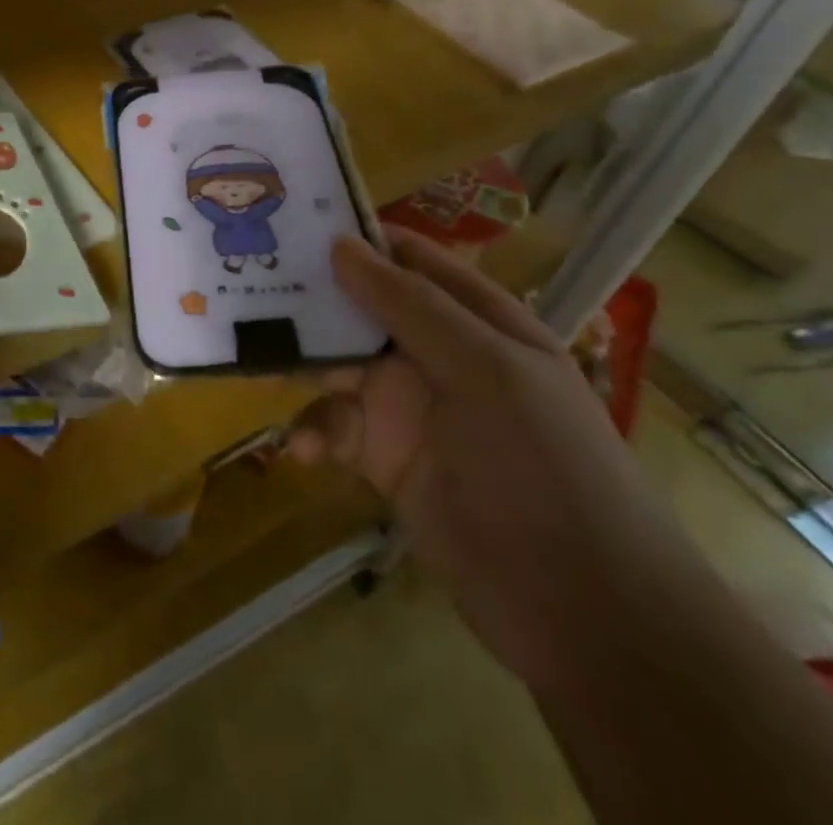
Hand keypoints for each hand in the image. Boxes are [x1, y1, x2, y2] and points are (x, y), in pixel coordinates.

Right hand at [290, 228, 708, 691]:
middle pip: (361, 309)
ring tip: (258, 369)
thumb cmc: (546, 466)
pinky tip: (303, 450)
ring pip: (337, 365)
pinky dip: (314, 431)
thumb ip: (411, 306)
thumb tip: (341, 244)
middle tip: (248, 285)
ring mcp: (408, 407)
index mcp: (477, 321)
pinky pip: (334, 425)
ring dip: (301, 368)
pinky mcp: (383, 457)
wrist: (583, 611)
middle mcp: (438, 355)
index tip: (293, 221)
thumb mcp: (487, 371)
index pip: (410, 260)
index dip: (358, 238)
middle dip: (310, 300)